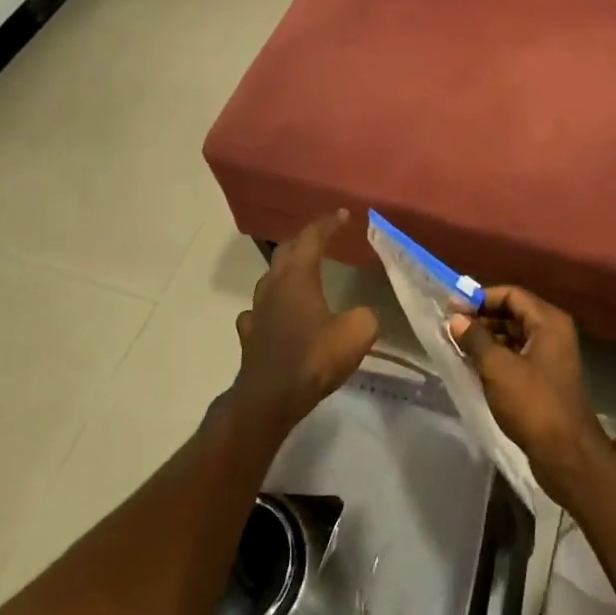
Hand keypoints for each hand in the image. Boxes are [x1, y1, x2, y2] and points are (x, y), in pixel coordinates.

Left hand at [229, 211, 377, 437]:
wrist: (269, 399)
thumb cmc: (313, 358)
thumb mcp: (356, 333)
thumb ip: (364, 317)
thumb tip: (362, 315)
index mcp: (298, 276)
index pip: (311, 238)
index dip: (327, 223)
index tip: (343, 214)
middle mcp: (274, 285)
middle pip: (286, 251)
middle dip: (305, 240)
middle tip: (324, 237)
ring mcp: (257, 310)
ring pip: (271, 278)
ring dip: (287, 269)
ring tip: (302, 271)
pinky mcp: (250, 335)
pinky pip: (260, 310)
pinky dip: (272, 304)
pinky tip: (277, 313)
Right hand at [448, 286, 609, 506]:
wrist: (567, 455)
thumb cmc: (533, 404)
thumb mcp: (497, 367)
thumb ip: (475, 338)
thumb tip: (457, 319)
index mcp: (548, 322)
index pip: (511, 294)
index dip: (481, 298)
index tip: (452, 308)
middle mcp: (553, 334)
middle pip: (513, 313)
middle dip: (482, 318)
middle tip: (452, 327)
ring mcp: (551, 358)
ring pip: (514, 336)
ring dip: (487, 339)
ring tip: (458, 346)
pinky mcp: (545, 381)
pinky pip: (517, 357)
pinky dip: (496, 357)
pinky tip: (474, 367)